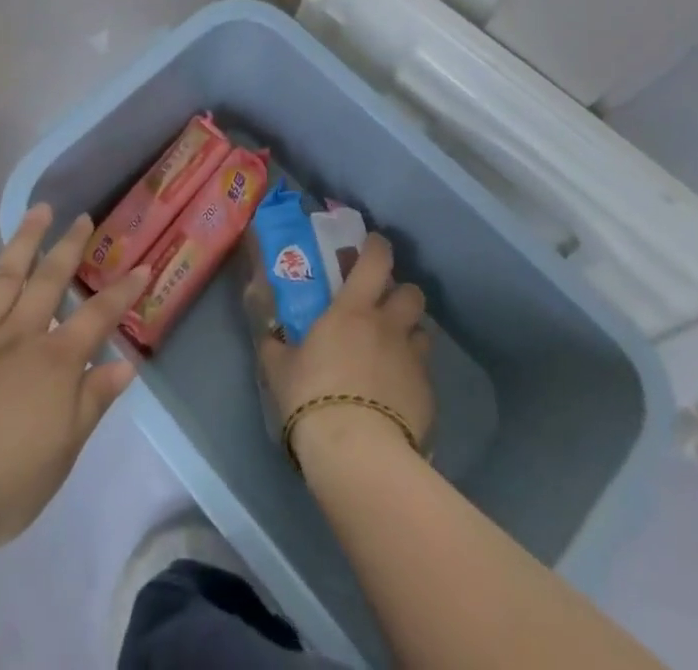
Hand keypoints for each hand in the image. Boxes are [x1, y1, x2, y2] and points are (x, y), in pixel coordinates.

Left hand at [0, 204, 149, 553]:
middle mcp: (18, 337)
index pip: (97, 318)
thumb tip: (125, 364)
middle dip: (69, 247)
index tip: (141, 266)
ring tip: (37, 211)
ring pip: (4, 278)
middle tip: (82, 218)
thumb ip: (93, 402)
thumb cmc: (3, 484)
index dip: (121, 292)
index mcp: (54, 363)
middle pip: (48, 281)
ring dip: (23, 242)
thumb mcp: (62, 453)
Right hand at [257, 232, 434, 457]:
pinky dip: (413, 378)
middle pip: (412, 292)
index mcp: (353, 309)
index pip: (376, 260)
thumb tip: (268, 337)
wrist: (357, 453)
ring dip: (410, 336)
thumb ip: (276, 347)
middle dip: (402, 294)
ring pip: (423, 333)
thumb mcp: (280, 369)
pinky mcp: (428, 396)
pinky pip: (425, 375)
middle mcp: (388, 326)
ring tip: (394, 353)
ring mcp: (412, 360)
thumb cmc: (312, 397)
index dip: (378, 247)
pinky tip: (397, 396)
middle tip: (384, 308)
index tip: (372, 245)